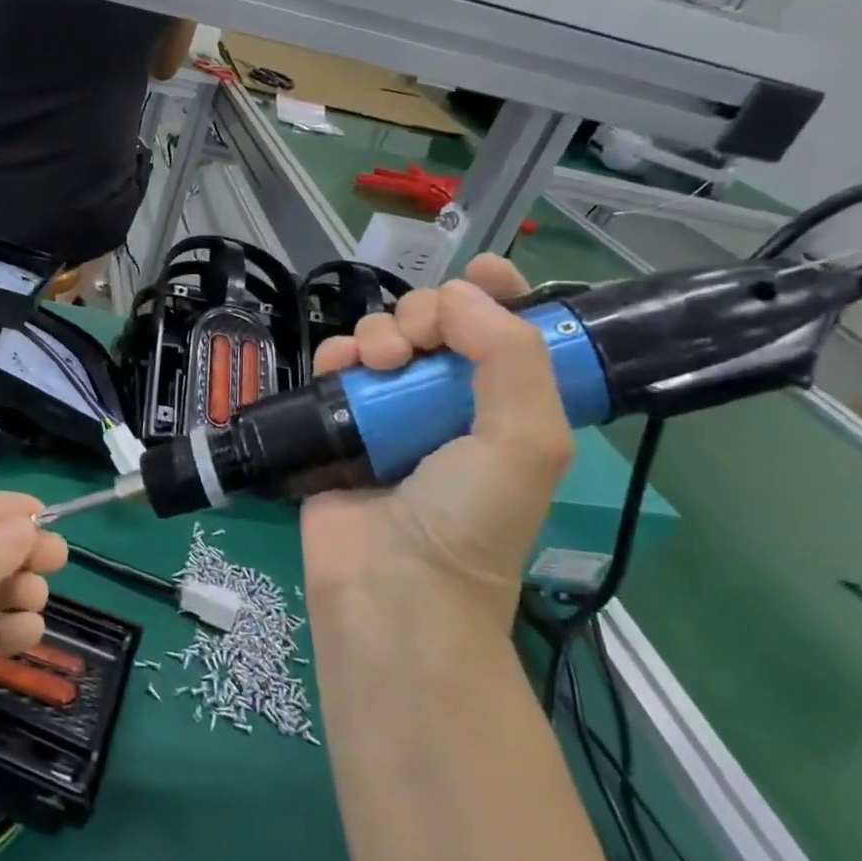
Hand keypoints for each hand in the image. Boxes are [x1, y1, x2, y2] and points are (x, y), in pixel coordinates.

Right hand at [300, 255, 575, 636]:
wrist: (391, 588)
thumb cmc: (469, 520)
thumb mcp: (525, 441)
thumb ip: (511, 357)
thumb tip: (458, 296)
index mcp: (505, 407)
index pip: (510, 332)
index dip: (498, 293)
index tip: (477, 273)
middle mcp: (448, 404)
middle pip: (437, 325)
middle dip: (426, 315)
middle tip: (418, 344)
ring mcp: (390, 414)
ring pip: (383, 340)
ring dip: (378, 333)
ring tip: (376, 364)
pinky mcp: (339, 425)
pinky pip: (336, 368)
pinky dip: (336, 355)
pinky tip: (339, 367)